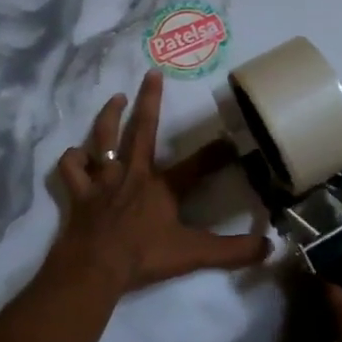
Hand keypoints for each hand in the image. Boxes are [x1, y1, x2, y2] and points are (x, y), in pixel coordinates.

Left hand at [49, 71, 269, 294]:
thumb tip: (269, 248)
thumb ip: (233, 251)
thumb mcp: (194, 255)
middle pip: (142, 130)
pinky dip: (73, 159)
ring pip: (104, 138)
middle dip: (149, 100)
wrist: (94, 268)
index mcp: (162, 187)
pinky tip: (76, 153)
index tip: (231, 140)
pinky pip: (72, 169)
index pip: (196, 165)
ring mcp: (103, 181)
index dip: (216, 153)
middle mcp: (133, 174)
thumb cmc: (144, 257)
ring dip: (109, 115)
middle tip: (152, 73)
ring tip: (116, 97)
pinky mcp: (80, 194)